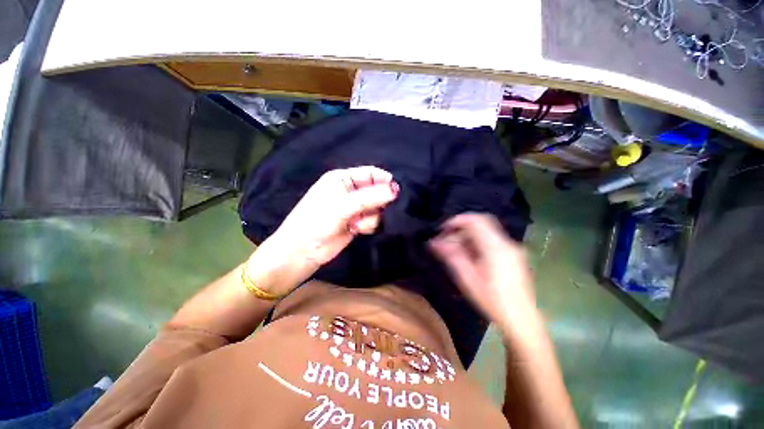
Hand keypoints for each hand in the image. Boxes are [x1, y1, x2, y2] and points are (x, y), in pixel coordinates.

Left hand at [247, 166, 398, 295]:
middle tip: (376, 210)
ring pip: (376, 207)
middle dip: (379, 201)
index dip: (384, 180)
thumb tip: (395, 190)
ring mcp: (354, 208)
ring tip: (358, 224)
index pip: (370, 173)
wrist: (302, 252)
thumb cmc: (317, 221)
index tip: (396, 191)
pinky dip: (369, 224)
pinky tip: (358, 229)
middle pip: (376, 191)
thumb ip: (370, 197)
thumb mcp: (342, 206)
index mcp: (342, 179)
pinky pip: (373, 220)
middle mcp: (350, 191)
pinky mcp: (357, 222)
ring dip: (372, 216)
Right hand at [429, 213, 537, 333]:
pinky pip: (491, 241)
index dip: (457, 221)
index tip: (442, 229)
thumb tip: (434, 242)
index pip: (475, 220)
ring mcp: (512, 249)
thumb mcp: (467, 278)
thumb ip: (451, 256)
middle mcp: (506, 243)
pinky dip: (476, 244)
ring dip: (467, 238)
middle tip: (445, 242)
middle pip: (480, 225)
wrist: (522, 320)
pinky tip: (469, 257)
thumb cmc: (493, 300)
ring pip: (485, 233)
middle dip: (460, 230)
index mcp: (496, 247)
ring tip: (454, 251)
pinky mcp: (513, 255)